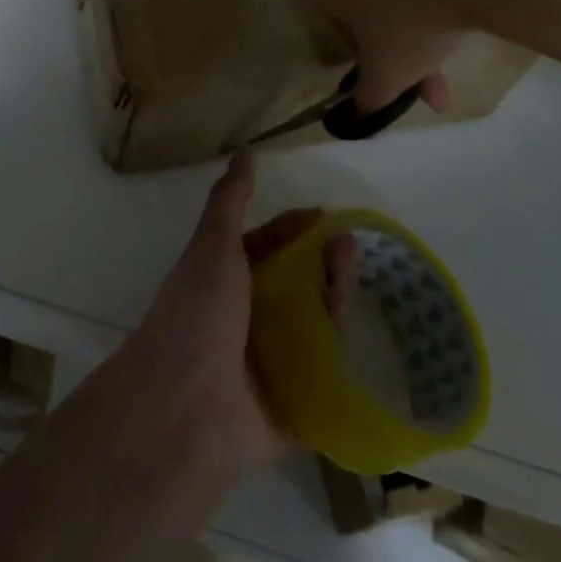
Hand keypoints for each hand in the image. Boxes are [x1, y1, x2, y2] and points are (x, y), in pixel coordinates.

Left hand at [117, 152, 347, 476]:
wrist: (187, 406)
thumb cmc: (198, 312)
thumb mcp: (213, 244)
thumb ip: (230, 198)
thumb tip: (245, 152)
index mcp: (226, 280)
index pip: (270, 246)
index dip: (299, 229)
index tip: (333, 220)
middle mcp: (246, 319)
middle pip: (296, 285)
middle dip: (325, 266)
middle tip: (353, 251)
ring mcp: (270, 365)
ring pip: (315, 329)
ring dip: (338, 306)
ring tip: (357, 285)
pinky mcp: (292, 409)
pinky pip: (327, 383)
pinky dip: (347, 365)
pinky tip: (373, 345)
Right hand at [296, 0, 553, 112]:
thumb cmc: (418, 17)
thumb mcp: (391, 74)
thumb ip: (368, 99)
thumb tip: (355, 119)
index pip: (317, 9)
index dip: (345, 39)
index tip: (375, 59)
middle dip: (396, 38)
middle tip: (431, 74)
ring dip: (424, 10)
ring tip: (463, 42)